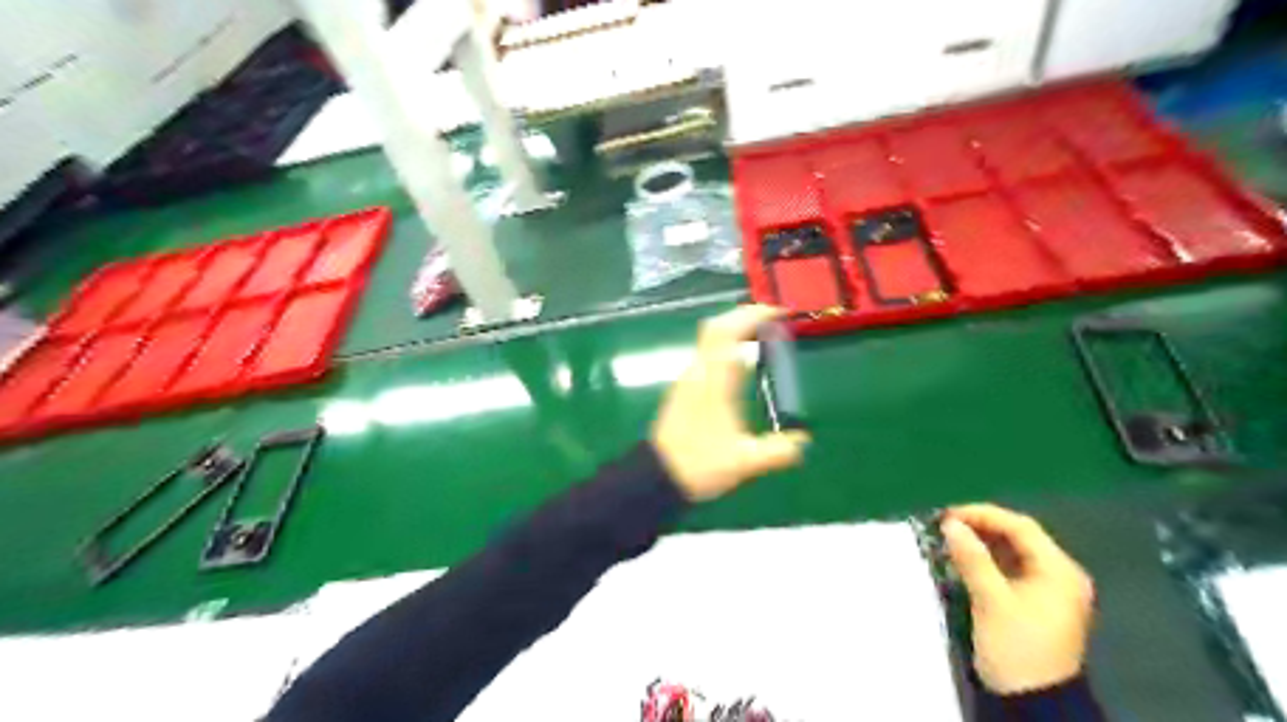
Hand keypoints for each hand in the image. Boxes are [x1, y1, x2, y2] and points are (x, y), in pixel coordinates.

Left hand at [650, 306, 807, 500]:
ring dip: (734, 329)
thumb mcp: (743, 463)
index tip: (778, 312)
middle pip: (716, 328)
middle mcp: (698, 373)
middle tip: (772, 317)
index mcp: (713, 382)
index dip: (752, 316)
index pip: (728, 334)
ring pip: (709, 340)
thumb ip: (776, 452)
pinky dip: (726, 345)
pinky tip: (740, 361)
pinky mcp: (684, 389)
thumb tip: (804, 442)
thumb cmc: (698, 465)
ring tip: (761, 333)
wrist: (657, 477)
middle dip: (744, 316)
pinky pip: (707, 354)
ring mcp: (688, 380)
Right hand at [943, 506, 1088, 695]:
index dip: (983, 515)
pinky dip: (987, 560)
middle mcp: (1060, 575)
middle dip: (981, 527)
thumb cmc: (1016, 647)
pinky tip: (965, 559)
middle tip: (945, 525)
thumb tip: (950, 524)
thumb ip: (972, 558)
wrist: (1033, 702)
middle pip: (1019, 537)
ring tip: (950, 539)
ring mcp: (1050, 590)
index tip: (948, 515)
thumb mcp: (991, 600)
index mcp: (1059, 571)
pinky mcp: (1036, 602)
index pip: (1021, 527)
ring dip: (982, 543)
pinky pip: (1011, 568)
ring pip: (1013, 552)